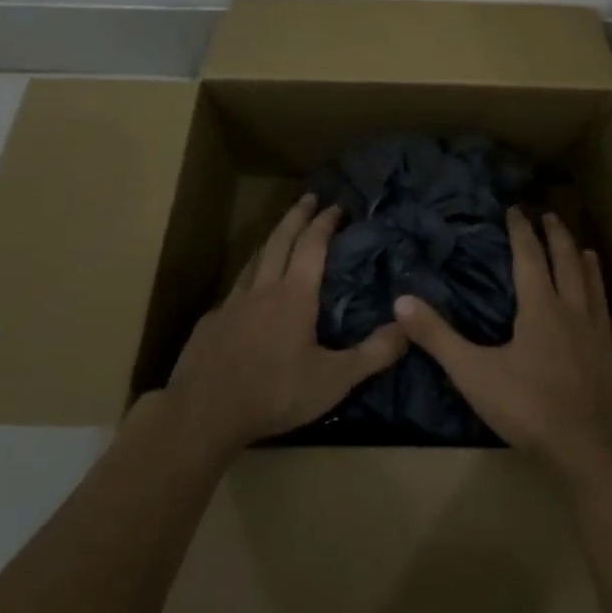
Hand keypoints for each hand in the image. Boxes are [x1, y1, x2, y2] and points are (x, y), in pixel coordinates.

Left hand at [164, 194, 408, 456]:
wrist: (204, 414)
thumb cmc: (276, 392)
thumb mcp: (335, 379)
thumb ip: (374, 353)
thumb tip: (407, 326)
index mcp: (294, 294)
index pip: (312, 245)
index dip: (324, 223)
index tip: (335, 205)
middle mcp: (262, 288)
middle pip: (279, 240)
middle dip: (296, 216)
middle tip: (308, 197)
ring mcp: (231, 304)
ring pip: (253, 260)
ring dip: (270, 241)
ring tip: (280, 234)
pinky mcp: (210, 324)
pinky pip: (233, 291)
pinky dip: (247, 279)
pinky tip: (247, 293)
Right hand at [395, 208, 611, 482]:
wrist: (592, 450)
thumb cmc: (529, 408)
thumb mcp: (474, 373)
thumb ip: (438, 337)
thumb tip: (401, 301)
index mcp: (541, 308)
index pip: (530, 257)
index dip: (521, 231)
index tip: (516, 209)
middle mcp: (575, 312)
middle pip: (568, 263)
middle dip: (558, 236)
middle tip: (551, 216)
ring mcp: (603, 337)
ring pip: (597, 290)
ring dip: (589, 266)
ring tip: (587, 250)